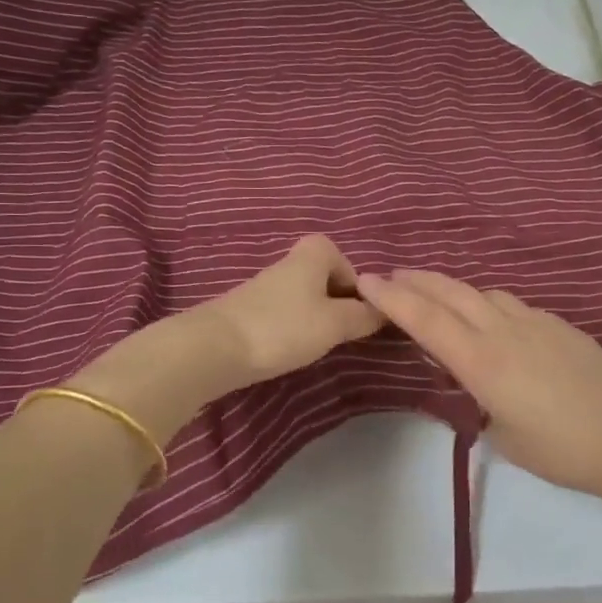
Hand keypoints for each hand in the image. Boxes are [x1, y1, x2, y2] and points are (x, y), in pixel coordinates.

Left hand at [193, 234, 385, 389]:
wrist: (215, 347)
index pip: (347, 263)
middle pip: (325, 279)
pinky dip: (292, 328)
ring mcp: (266, 285)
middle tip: (340, 333)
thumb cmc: (284, 328)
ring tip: (315, 345)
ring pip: (305, 298)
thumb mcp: (335, 324)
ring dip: (314, 319)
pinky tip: (288, 349)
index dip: (356, 288)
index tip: (357, 315)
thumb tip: (385, 310)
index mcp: (313, 253)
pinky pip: (284, 313)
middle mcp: (289, 262)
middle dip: (336, 305)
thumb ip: (363, 316)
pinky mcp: (249, 309)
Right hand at [357, 269, 601, 498]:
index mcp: (482, 361)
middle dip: (416, 280)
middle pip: (450, 292)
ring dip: (452, 289)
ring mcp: (535, 321)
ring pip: (482, 292)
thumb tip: (472, 376)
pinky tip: (491, 318)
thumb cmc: (556, 449)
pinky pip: (512, 304)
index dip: (392, 298)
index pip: (425, 319)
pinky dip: (488, 303)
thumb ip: (477, 395)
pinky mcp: (560, 324)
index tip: (366, 280)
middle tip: (392, 275)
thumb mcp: (500, 432)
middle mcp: (503, 330)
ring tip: (437, 296)